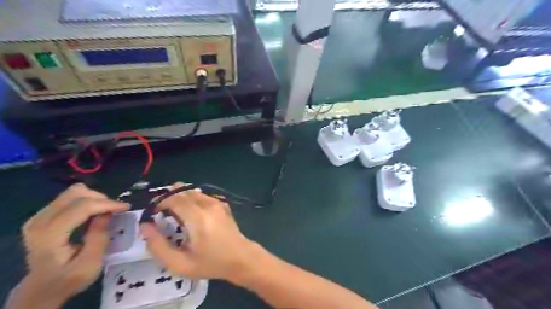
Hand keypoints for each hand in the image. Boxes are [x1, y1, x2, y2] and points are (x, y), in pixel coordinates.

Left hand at [14, 184, 127, 306]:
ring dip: (94, 198)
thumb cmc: (69, 278)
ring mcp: (38, 217)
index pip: (82, 206)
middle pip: (76, 194)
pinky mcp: (42, 215)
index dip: (107, 203)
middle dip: (101, 199)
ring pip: (73, 192)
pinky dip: (87, 201)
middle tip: (116, 210)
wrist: (42, 288)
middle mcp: (40, 221)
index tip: (126, 208)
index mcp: (50, 234)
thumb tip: (108, 214)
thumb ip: (99, 237)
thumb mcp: (91, 263)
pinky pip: (69, 198)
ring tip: (106, 211)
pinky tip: (94, 213)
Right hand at [140, 183, 256, 281]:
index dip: (160, 203)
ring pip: (192, 191)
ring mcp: (217, 202)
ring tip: (175, 215)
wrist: (240, 257)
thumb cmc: (210, 263)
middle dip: (168, 198)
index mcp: (198, 217)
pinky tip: (191, 214)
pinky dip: (191, 199)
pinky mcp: (222, 204)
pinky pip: (202, 195)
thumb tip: (145, 226)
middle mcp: (208, 205)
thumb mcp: (180, 263)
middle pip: (183, 191)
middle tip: (162, 214)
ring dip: (180, 198)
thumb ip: (158, 245)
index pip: (174, 198)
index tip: (154, 214)